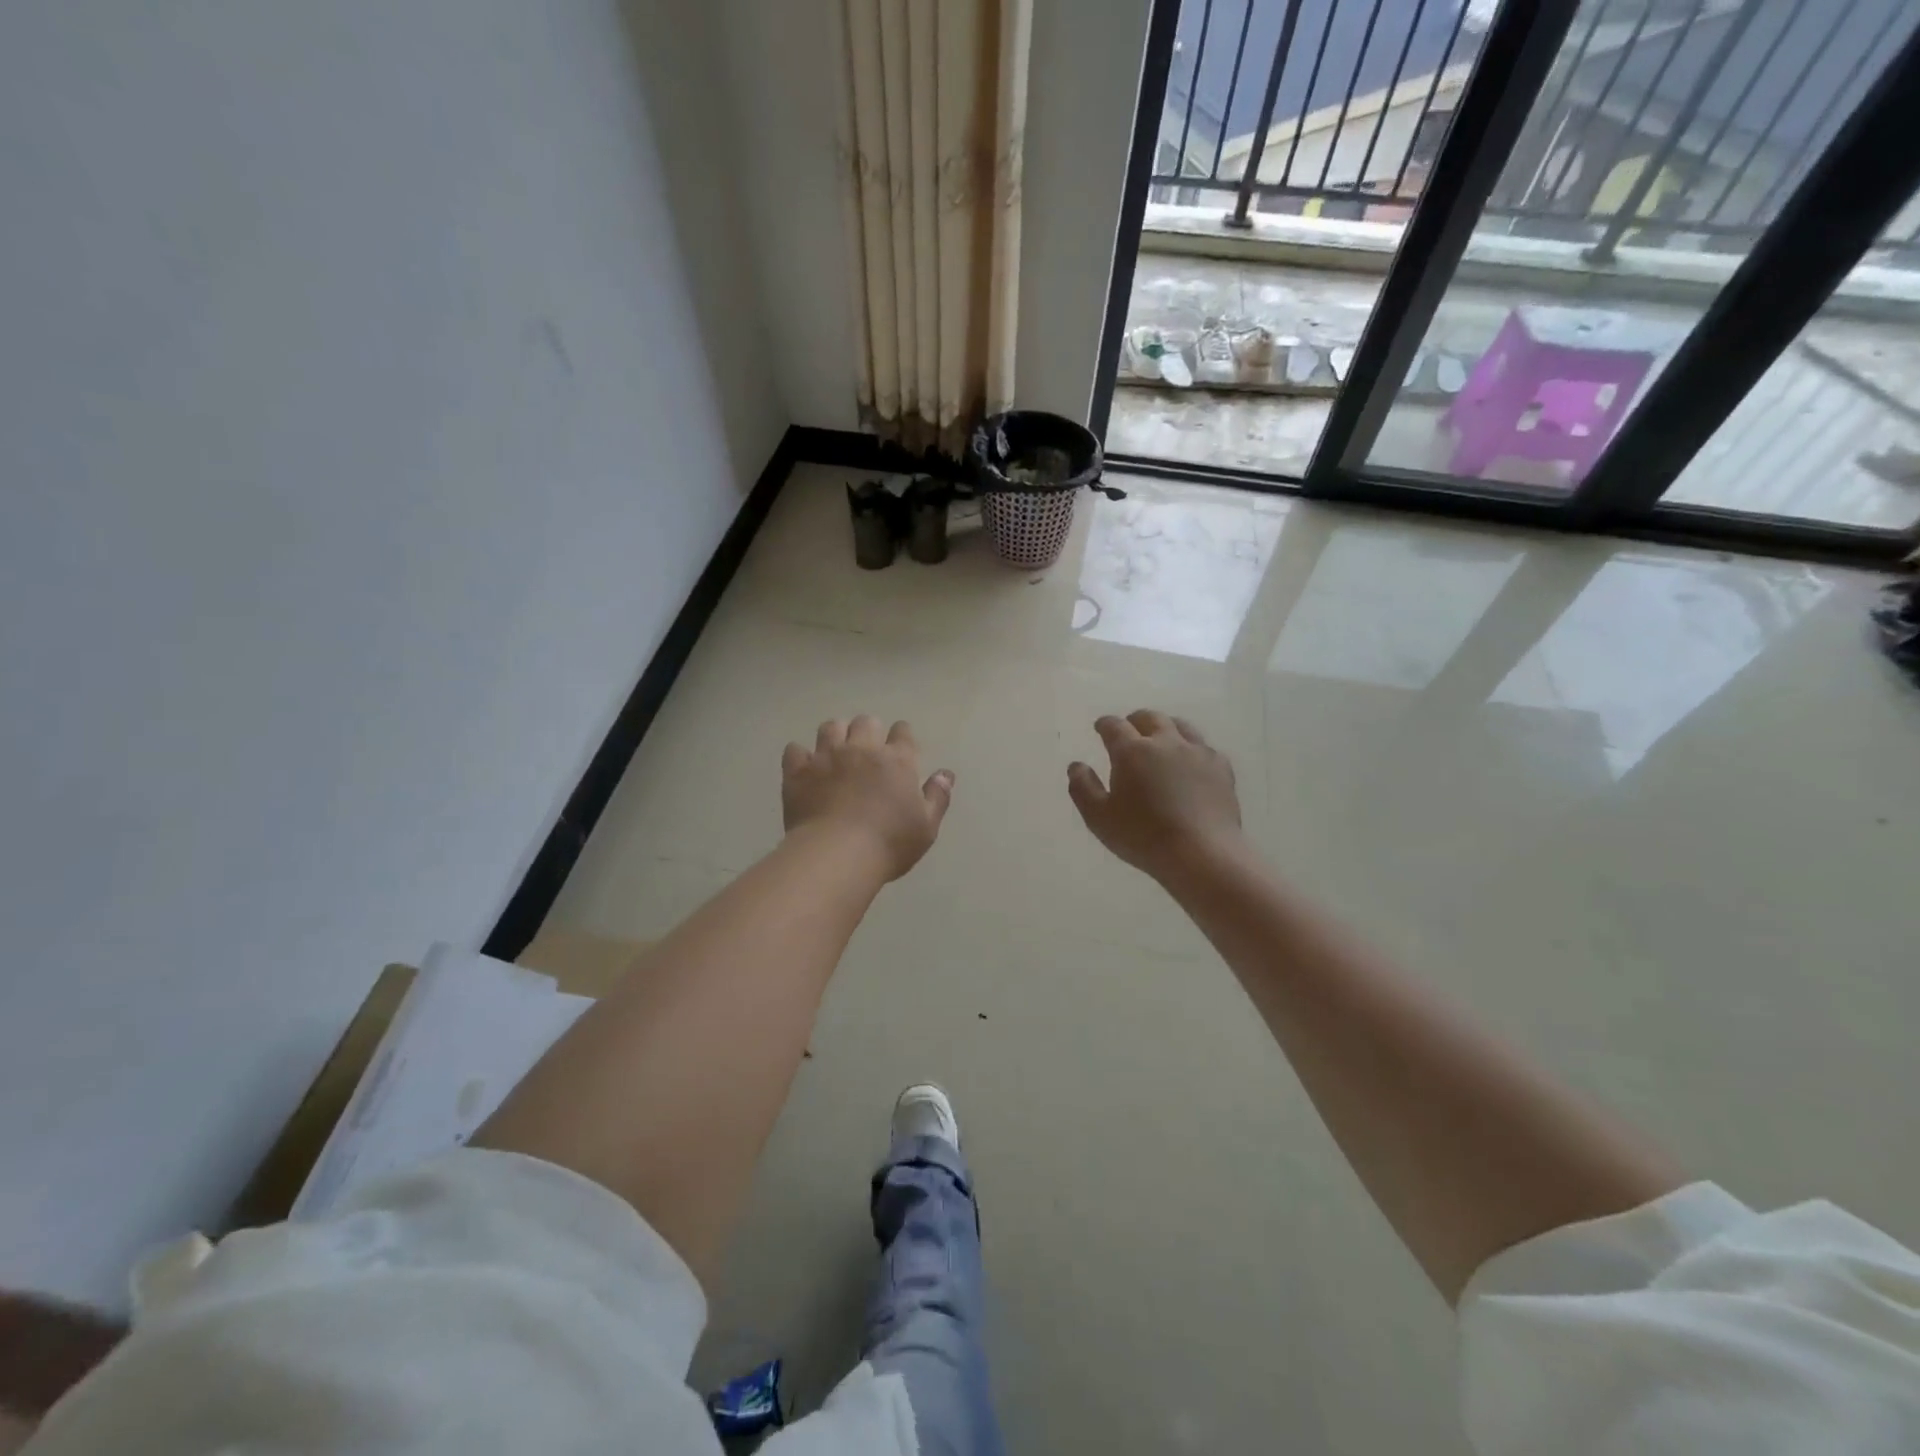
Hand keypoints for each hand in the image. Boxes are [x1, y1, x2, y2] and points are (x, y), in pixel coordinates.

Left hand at [783, 716, 954, 881]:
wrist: (837, 855)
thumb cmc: (889, 843)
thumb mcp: (926, 827)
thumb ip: (937, 797)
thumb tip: (945, 774)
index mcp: (897, 760)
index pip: (903, 732)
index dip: (902, 737)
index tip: (900, 749)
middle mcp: (862, 749)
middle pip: (865, 722)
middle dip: (868, 732)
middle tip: (866, 752)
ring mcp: (827, 756)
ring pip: (830, 727)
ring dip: (835, 736)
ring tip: (835, 753)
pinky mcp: (798, 771)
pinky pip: (795, 749)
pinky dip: (800, 756)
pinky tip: (804, 769)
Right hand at [1067, 710, 1244, 881]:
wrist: (1201, 854)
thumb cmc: (1143, 837)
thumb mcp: (1099, 818)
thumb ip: (1083, 788)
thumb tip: (1076, 766)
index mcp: (1132, 751)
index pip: (1114, 726)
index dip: (1105, 724)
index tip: (1100, 727)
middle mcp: (1165, 742)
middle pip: (1150, 718)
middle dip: (1135, 720)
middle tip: (1129, 729)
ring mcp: (1197, 752)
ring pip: (1181, 725)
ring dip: (1166, 727)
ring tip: (1161, 739)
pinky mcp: (1221, 767)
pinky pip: (1204, 747)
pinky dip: (1192, 749)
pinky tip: (1191, 762)